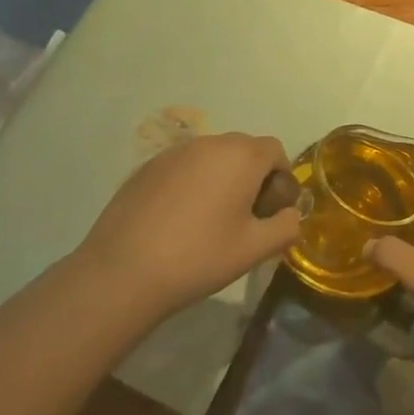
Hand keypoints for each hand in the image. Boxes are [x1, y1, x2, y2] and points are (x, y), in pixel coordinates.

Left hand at [75, 133, 298, 321]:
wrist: (123, 271)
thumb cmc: (199, 257)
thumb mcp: (254, 250)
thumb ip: (286, 227)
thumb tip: (290, 215)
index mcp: (241, 156)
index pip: (275, 151)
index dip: (281, 179)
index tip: (270, 212)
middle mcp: (210, 143)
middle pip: (244, 150)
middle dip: (252, 177)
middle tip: (244, 218)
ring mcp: (175, 152)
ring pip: (212, 157)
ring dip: (221, 179)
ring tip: (209, 220)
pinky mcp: (147, 167)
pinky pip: (183, 167)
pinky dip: (191, 184)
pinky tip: (178, 221)